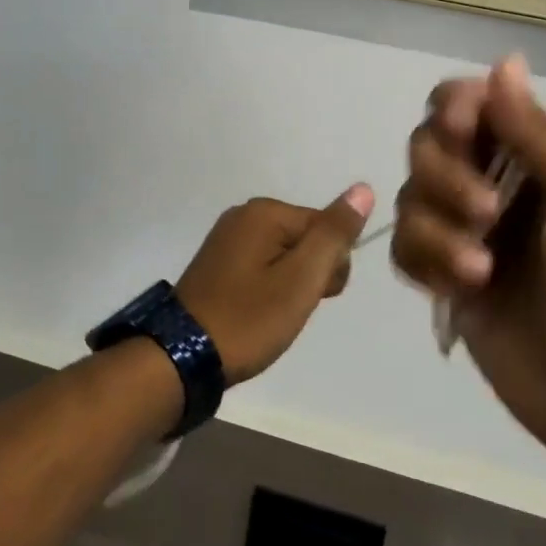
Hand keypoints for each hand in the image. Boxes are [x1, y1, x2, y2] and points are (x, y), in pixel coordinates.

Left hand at [176, 184, 374, 382]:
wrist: (183, 356)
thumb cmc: (249, 318)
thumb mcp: (301, 279)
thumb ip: (334, 234)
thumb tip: (363, 188)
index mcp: (264, 212)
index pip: (327, 227)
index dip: (332, 266)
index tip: (315, 296)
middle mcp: (243, 215)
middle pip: (306, 238)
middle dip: (311, 274)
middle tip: (290, 308)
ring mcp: (227, 239)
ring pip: (286, 256)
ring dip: (291, 285)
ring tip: (273, 314)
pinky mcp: (218, 263)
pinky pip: (263, 266)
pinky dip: (269, 289)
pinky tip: (258, 311)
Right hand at [391, 56, 545, 482]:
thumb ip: (541, 135)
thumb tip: (504, 61)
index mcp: (537, 156)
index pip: (470, 102)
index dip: (455, 108)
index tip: (463, 133)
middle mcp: (493, 183)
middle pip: (426, 143)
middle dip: (446, 175)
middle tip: (488, 215)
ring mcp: (464, 233)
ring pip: (408, 197)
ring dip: (438, 230)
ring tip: (482, 272)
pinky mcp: (442, 279)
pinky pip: (403, 248)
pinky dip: (425, 263)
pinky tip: (462, 292)